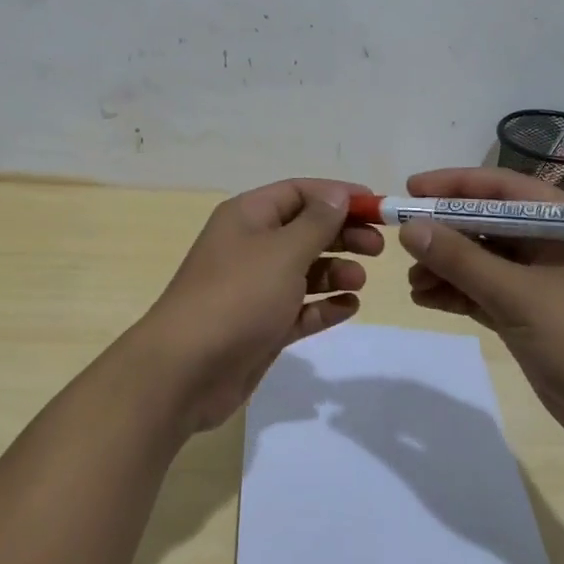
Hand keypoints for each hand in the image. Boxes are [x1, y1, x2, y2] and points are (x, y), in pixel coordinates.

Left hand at [129, 178, 380, 432]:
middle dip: (341, 234)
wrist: (186, 370)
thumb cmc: (238, 296)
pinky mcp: (261, 326)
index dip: (337, 195)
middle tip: (378, 247)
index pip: (298, 192)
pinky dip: (324, 305)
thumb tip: (337, 195)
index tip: (377, 207)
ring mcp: (255, 288)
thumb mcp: (283, 251)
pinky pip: (299, 308)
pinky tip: (349, 307)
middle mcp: (250, 246)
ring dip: (335, 270)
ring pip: (303, 270)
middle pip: (304, 230)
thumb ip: (317, 222)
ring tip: (359, 280)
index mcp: (248, 216)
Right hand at [401, 167, 563, 457]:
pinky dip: (456, 293)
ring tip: (413, 283)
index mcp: (563, 224)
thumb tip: (410, 229)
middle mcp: (550, 245)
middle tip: (403, 241)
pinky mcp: (530, 314)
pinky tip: (426, 299)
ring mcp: (540, 281)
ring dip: (445, 267)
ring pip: (481, 260)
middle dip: (444, 233)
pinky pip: (484, 292)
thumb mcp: (519, 295)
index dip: (454, 185)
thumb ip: (461, 259)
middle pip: (486, 224)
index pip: (501, 188)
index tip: (411, 190)